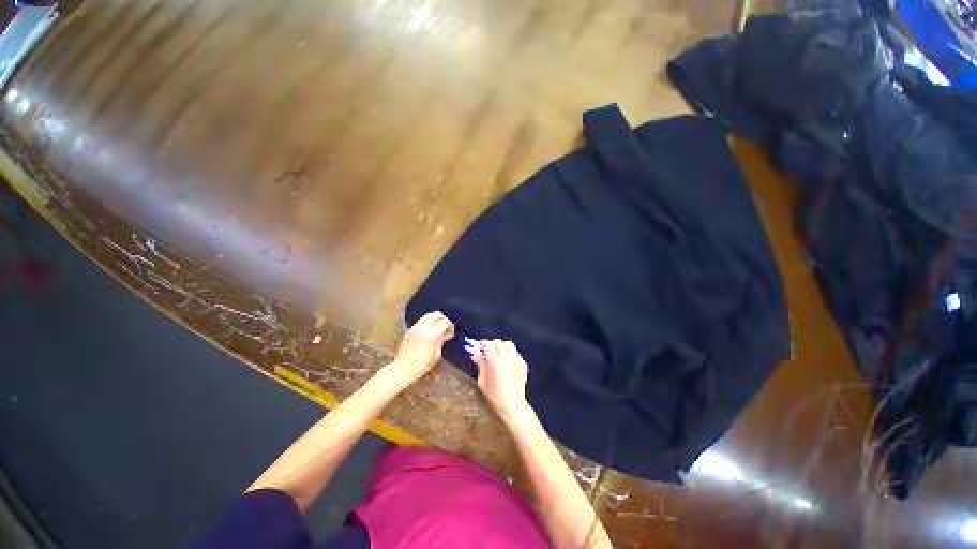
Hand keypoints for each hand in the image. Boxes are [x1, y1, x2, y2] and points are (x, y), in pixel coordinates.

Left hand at [388, 311, 454, 385]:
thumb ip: (442, 341)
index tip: (451, 332)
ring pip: (428, 315)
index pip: (445, 321)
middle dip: (443, 318)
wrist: (403, 368)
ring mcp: (415, 327)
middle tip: (445, 327)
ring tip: (437, 328)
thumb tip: (447, 335)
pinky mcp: (409, 329)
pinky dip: (427, 323)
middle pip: (436, 314)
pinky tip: (428, 332)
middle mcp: (423, 327)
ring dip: (434, 319)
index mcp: (432, 334)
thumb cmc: (422, 365)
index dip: (450, 326)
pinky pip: (421, 321)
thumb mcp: (436, 354)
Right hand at [472, 340, 529, 420]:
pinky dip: (510, 353)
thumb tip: (475, 355)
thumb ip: (480, 365)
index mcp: (494, 362)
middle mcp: (506, 358)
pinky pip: (515, 351)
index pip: (488, 344)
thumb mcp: (482, 381)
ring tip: (499, 354)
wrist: (512, 404)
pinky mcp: (522, 363)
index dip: (482, 344)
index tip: (480, 347)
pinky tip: (507, 361)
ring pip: (508, 344)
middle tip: (488, 352)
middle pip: (498, 341)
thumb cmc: (495, 395)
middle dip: (492, 345)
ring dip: (502, 346)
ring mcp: (516, 359)